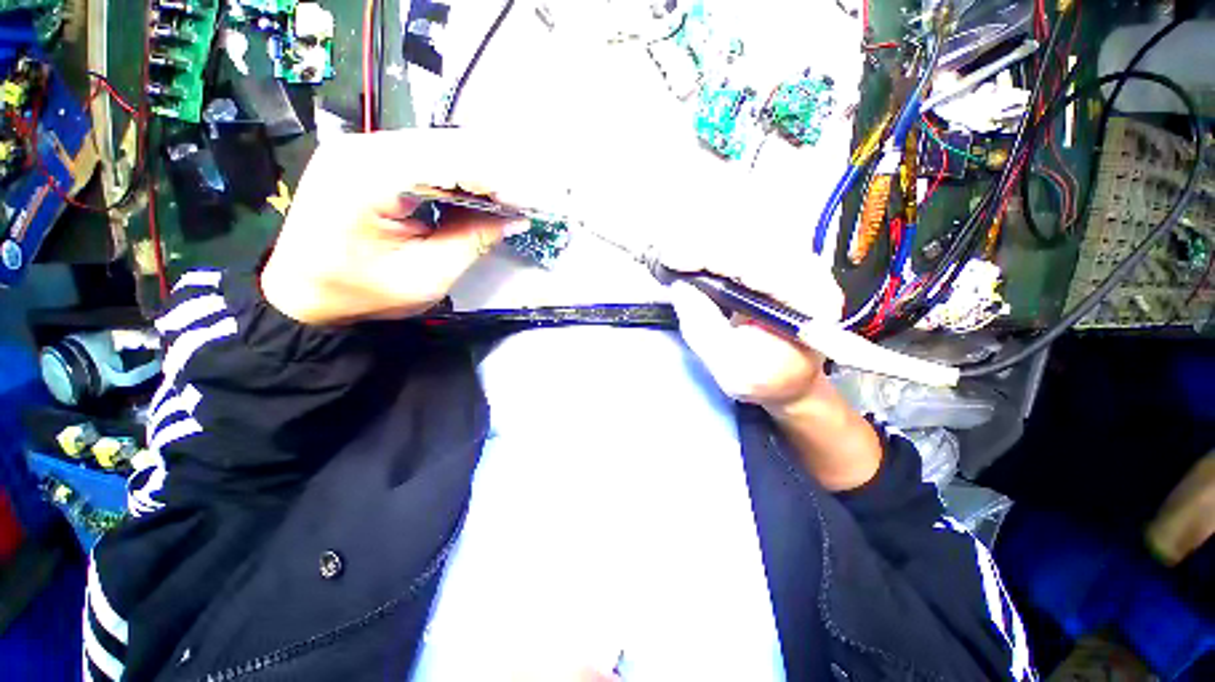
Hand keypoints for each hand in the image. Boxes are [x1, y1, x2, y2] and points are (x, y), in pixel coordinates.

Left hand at [261, 130, 549, 325]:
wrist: (299, 294)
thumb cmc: (360, 294)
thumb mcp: (426, 277)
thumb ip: (473, 241)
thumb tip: (516, 218)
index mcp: (368, 176)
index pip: (451, 162)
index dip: (499, 182)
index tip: (531, 204)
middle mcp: (361, 146)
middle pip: (447, 147)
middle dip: (493, 175)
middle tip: (523, 203)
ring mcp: (360, 147)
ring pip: (439, 148)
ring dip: (478, 174)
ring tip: (506, 201)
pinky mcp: (365, 157)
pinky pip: (424, 158)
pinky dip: (456, 176)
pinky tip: (475, 196)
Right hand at [666, 245, 880, 490]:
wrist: (792, 378)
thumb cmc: (766, 379)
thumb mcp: (730, 366)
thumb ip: (703, 327)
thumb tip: (680, 286)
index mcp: (808, 302)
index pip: (753, 265)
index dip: (707, 256)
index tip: (670, 257)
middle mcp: (809, 272)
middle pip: (748, 243)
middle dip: (701, 245)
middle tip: (665, 254)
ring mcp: (796, 262)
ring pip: (745, 237)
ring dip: (705, 242)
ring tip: (674, 253)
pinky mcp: (781, 260)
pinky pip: (743, 244)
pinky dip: (713, 246)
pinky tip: (693, 253)